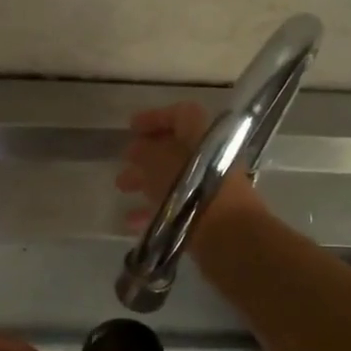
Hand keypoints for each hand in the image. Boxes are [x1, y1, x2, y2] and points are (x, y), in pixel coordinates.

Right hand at [116, 102, 267, 240]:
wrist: (229, 235)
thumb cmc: (190, 187)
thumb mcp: (157, 162)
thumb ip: (144, 151)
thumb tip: (137, 148)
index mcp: (203, 134)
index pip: (180, 115)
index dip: (155, 117)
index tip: (131, 127)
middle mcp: (211, 156)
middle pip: (175, 148)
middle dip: (146, 153)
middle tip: (124, 160)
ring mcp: (211, 186)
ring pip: (174, 177)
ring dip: (146, 180)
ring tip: (122, 188)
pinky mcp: (208, 213)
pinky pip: (178, 204)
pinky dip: (155, 208)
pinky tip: (132, 221)